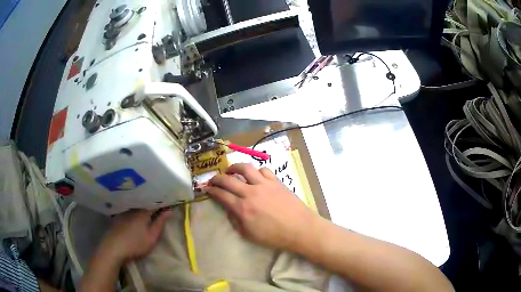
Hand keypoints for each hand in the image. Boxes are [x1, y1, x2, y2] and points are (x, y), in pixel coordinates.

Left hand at [99, 209, 171, 262]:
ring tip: (147, 210)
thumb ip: (160, 223)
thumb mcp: (152, 237)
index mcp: (142, 212)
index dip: (161, 203)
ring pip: (135, 205)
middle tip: (159, 207)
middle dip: (151, 203)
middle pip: (143, 202)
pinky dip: (133, 210)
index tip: (168, 204)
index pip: (154, 203)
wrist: (114, 248)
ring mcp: (123, 211)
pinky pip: (127, 209)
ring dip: (141, 206)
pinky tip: (134, 215)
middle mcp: (132, 208)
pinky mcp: (117, 216)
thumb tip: (169, 211)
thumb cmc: (136, 244)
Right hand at [205, 163, 316, 250]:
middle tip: (213, 180)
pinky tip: (255, 176)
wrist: (300, 229)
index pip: (221, 195)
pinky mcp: (276, 181)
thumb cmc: (274, 236)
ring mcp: (264, 185)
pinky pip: (263, 170)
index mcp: (243, 208)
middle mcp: (251, 193)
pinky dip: (256, 171)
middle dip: (217, 178)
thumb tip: (229, 209)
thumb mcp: (249, 235)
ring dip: (234, 168)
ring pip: (245, 168)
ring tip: (231, 171)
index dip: (211, 190)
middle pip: (228, 179)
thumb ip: (235, 221)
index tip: (206, 189)